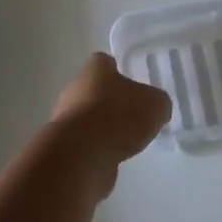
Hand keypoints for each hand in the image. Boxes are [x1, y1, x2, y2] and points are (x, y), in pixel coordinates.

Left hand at [50, 53, 170, 191]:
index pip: (105, 63)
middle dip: (111, 102)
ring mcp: (65, 118)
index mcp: (95, 69)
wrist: (81, 155)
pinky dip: (96, 149)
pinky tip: (112, 158)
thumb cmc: (118, 117)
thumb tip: (156, 107)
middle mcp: (75, 88)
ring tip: (125, 142)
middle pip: (95, 90)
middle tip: (133, 116)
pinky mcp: (64, 146)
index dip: (119, 72)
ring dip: (103, 128)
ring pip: (88, 118)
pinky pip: (84, 143)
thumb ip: (157, 103)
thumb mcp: (154, 105)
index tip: (133, 85)